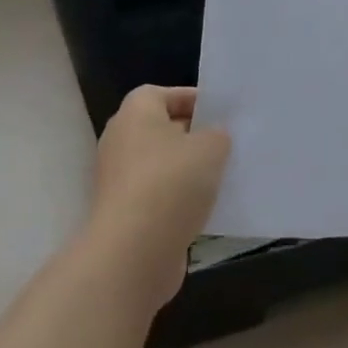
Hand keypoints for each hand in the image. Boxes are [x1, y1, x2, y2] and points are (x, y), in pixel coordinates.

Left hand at [88, 86, 230, 308]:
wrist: (133, 253)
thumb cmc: (172, 182)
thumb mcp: (212, 146)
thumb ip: (218, 134)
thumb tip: (214, 138)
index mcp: (136, 113)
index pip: (166, 94)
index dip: (194, 100)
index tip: (223, 114)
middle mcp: (121, 141)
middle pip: (163, 129)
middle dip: (194, 136)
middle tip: (227, 142)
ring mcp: (119, 181)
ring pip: (163, 165)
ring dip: (188, 170)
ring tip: (224, 175)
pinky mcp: (125, 215)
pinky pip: (159, 196)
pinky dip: (180, 200)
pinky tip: (208, 207)